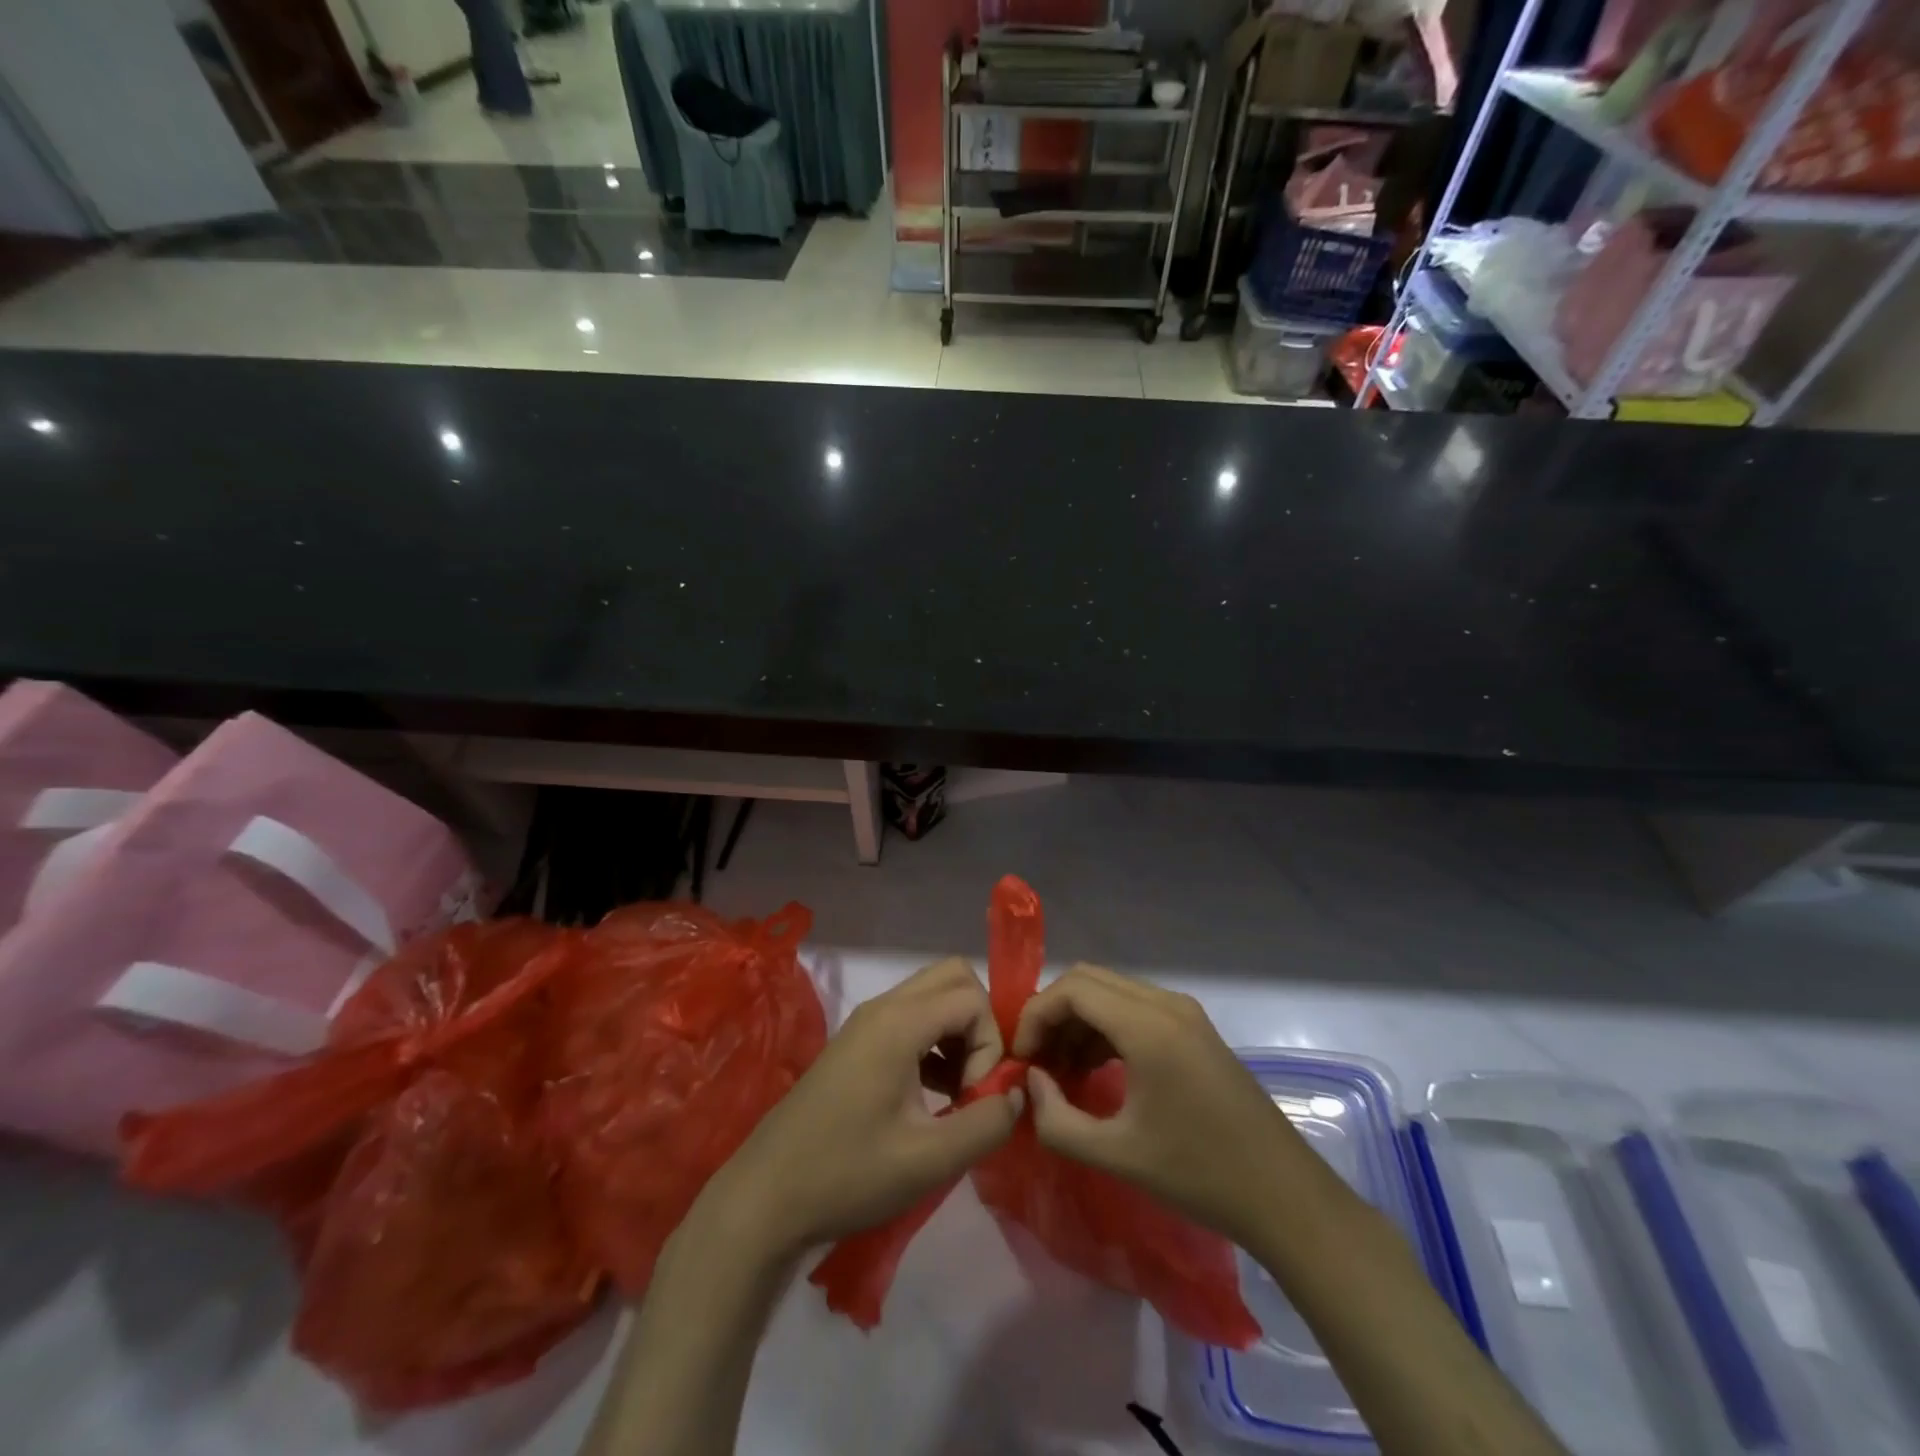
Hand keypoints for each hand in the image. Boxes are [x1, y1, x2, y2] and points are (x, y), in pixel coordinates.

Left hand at [701, 957, 1022, 1258]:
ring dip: (957, 1033)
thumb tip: (1018, 1095)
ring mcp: (866, 1022)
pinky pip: (911, 1018)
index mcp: (899, 1022)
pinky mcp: (857, 1042)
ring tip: (957, 1095)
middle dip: (979, 1023)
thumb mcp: (929, 1160)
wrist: (766, 1197)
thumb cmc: (848, 1175)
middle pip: (953, 978)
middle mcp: (883, 1007)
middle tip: (976, 1080)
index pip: (972, 997)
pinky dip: (934, 1042)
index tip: (976, 1096)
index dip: (990, 1043)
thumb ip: (987, 1123)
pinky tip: (931, 1096)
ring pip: (932, 996)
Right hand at [1012, 964, 1311, 1247]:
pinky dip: (1105, 1029)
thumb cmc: (1200, 1175)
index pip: (1073, 989)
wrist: (1285, 1196)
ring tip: (1059, 1072)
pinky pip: (1134, 1009)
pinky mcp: (1194, 1029)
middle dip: (1053, 1014)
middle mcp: (1166, 1004)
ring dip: (1078, 1022)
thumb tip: (1030, 1082)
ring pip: (1111, 993)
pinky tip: (1094, 1071)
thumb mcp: (1117, 1155)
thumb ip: (1057, 1120)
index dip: (1035, 1015)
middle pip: (1090, 981)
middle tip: (1035, 1062)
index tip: (1020, 1058)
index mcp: (1149, 1026)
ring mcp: (1184, 1013)